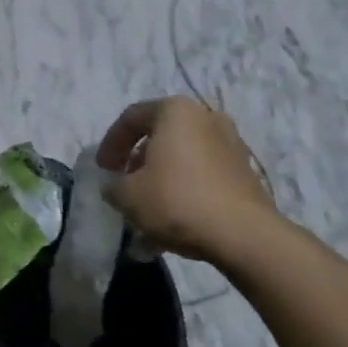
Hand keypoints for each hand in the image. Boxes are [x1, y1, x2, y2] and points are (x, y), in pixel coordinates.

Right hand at [97, 98, 277, 265]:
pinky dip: (184, 193)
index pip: (131, 118)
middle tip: (125, 187)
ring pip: (182, 159)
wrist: (244, 235)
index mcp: (175, 111)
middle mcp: (205, 118)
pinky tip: (172, 225)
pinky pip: (203, 176)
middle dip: (138, 164)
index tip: (102, 170)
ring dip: (161, 181)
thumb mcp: (128, 196)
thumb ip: (113, 186)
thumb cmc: (177, 201)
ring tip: (147, 213)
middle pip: (159, 137)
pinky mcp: (244, 172)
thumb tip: (115, 186)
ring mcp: (230, 144)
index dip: (110, 144)